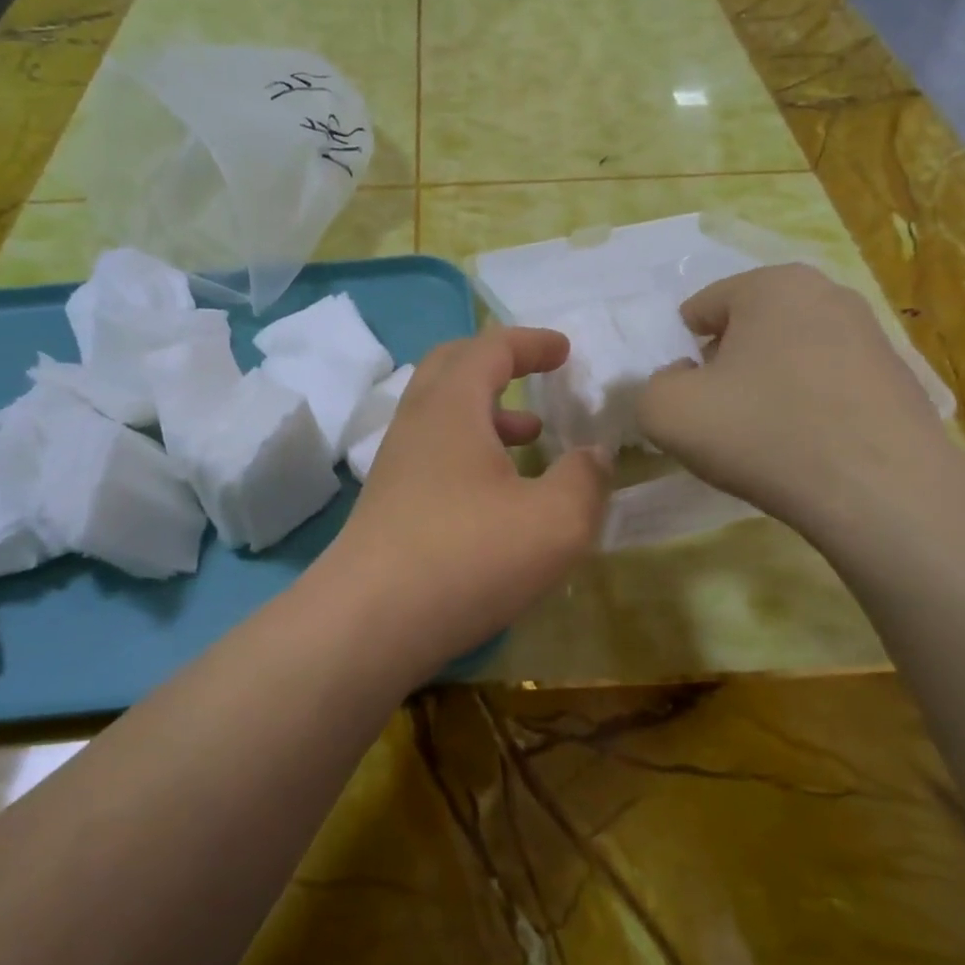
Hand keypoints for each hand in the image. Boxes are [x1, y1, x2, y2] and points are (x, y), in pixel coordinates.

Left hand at [328, 328, 610, 677]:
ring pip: (441, 414)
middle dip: (497, 362)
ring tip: (531, 437)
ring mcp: (395, 464)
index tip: (565, 350)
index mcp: (452, 407)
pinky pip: (433, 452)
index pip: (489, 349)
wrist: (370, 622)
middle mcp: (416, 424)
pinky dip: (470, 450)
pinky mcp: (387, 503)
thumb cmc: (468, 556)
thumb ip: (585, 480)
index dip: (530, 343)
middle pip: (451, 367)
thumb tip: (595, 455)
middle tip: (535, 374)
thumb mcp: (555, 521)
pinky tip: (498, 493)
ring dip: (486, 412)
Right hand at [637, 265, 954, 536]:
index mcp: (772, 284)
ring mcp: (872, 335)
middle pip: (747, 330)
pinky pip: (828, 385)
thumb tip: (682, 382)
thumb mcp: (667, 412)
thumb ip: (650, 386)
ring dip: (767, 388)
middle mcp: (828, 293)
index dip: (681, 355)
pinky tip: (808, 449)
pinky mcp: (900, 379)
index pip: (700, 309)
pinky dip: (809, 409)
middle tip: (721, 418)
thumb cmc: (763, 434)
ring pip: (789, 357)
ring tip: (766, 439)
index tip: (688, 399)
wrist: (882, 493)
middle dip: (726, 367)